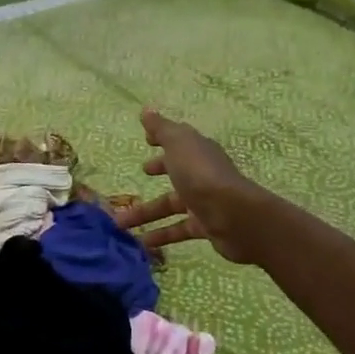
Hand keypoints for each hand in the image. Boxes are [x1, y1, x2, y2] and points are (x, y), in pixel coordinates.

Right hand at [112, 109, 264, 262]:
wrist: (234, 216)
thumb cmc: (202, 174)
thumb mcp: (178, 145)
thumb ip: (162, 129)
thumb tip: (146, 110)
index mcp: (197, 151)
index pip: (179, 141)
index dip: (163, 139)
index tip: (147, 141)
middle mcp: (202, 174)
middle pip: (177, 171)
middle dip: (160, 170)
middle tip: (141, 173)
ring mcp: (205, 201)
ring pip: (171, 204)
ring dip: (146, 212)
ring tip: (119, 223)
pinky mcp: (206, 226)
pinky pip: (178, 229)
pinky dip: (161, 235)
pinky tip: (141, 243)